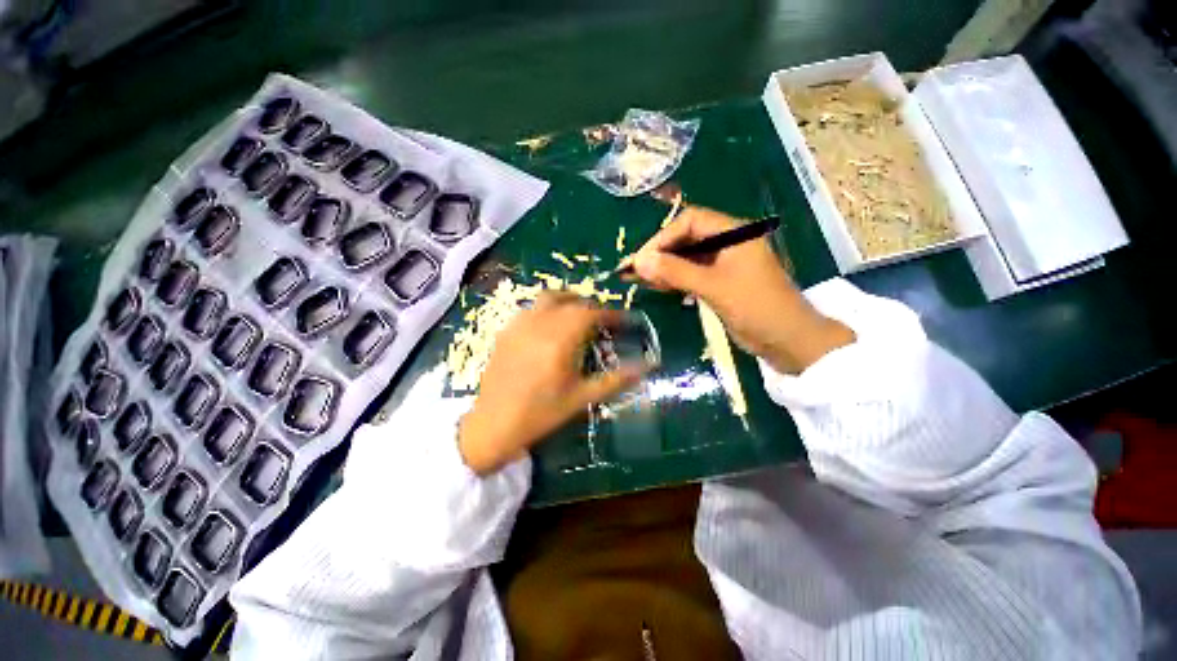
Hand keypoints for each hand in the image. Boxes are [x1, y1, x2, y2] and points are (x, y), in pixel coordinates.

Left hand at [458, 293, 646, 474]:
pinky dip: (547, 310)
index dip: (612, 314)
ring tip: (578, 317)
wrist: (494, 424)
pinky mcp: (505, 330)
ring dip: (568, 301)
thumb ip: (617, 379)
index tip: (625, 321)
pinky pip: (531, 308)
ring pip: (548, 298)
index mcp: (561, 338)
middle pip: (572, 301)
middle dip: (592, 307)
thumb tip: (648, 366)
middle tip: (603, 322)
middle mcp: (540, 323)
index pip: (592, 313)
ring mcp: (519, 324)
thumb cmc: (542, 413)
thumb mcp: (583, 398)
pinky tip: (549, 328)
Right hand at [631, 206, 853, 373]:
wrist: (789, 341)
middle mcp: (728, 242)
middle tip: (633, 270)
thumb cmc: (756, 307)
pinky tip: (657, 287)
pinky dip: (674, 280)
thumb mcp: (713, 287)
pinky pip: (692, 274)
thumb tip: (638, 260)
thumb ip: (675, 272)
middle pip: (686, 238)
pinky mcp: (721, 282)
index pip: (690, 221)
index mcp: (734, 233)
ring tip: (637, 279)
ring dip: (664, 267)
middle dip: (659, 253)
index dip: (663, 237)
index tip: (642, 258)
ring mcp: (724, 263)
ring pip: (687, 258)